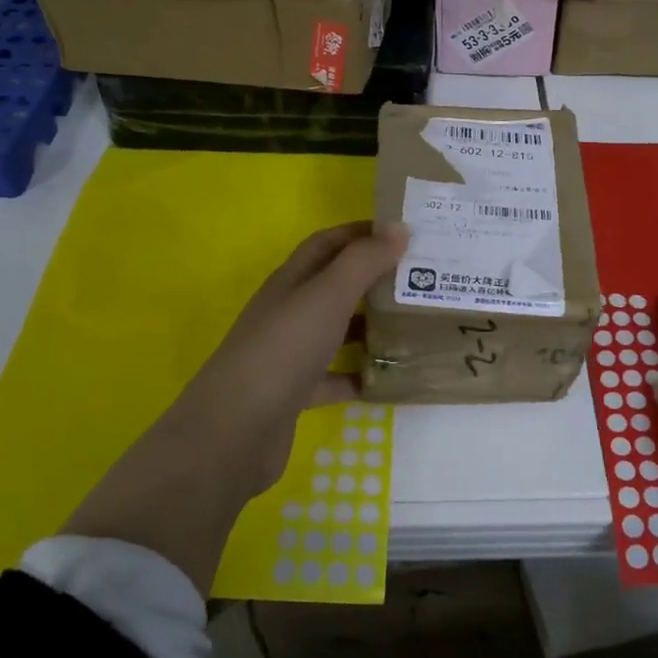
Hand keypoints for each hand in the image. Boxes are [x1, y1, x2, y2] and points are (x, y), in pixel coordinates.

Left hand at [63, 221, 407, 590]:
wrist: (235, 430)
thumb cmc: (284, 349)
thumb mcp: (327, 295)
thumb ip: (364, 261)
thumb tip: (399, 227)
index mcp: (292, 280)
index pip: (329, 243)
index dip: (362, 233)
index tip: (405, 233)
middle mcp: (290, 311)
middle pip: (336, 285)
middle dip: (375, 279)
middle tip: (423, 280)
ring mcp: (291, 353)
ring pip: (338, 330)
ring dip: (372, 326)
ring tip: (416, 325)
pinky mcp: (296, 393)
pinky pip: (337, 377)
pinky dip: (361, 375)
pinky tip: (391, 378)